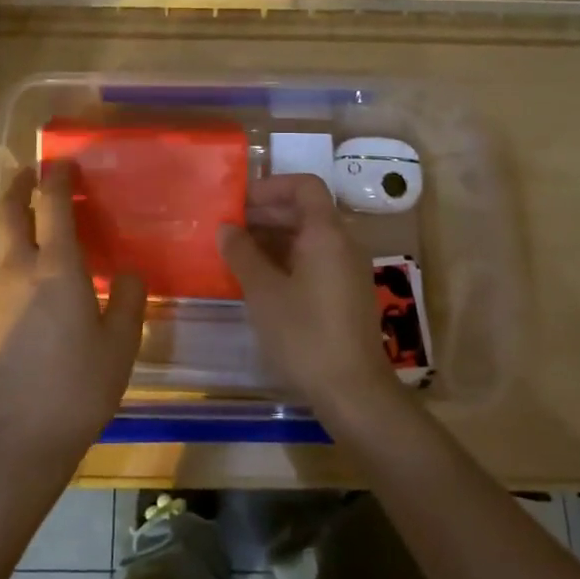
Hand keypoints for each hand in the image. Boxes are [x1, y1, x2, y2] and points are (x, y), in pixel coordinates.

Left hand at [0, 162, 146, 469]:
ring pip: (2, 240)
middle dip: (17, 187)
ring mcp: (1, 295)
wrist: (20, 437)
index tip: (64, 162)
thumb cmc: (78, 385)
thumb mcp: (121, 343)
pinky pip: (4, 266)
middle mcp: (20, 271)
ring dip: (15, 217)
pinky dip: (17, 247)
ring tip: (39, 215)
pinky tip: (39, 266)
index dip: (57, 178)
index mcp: (56, 268)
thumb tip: (128, 273)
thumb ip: (129, 299)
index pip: (51, 206)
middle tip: (32, 173)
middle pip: (9, 214)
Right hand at [217, 174, 399, 420]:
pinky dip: (286, 260)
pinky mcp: (346, 294)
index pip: (304, 186)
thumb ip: (242, 253)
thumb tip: (226, 228)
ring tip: (236, 253)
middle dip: (266, 214)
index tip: (239, 202)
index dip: (271, 186)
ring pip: (308, 239)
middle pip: (305, 211)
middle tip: (229, 228)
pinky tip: (259, 280)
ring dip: (273, 239)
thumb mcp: (263, 291)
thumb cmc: (304, 334)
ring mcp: (347, 270)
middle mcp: (342, 244)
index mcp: (326, 233)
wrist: (353, 391)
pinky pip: (314, 261)